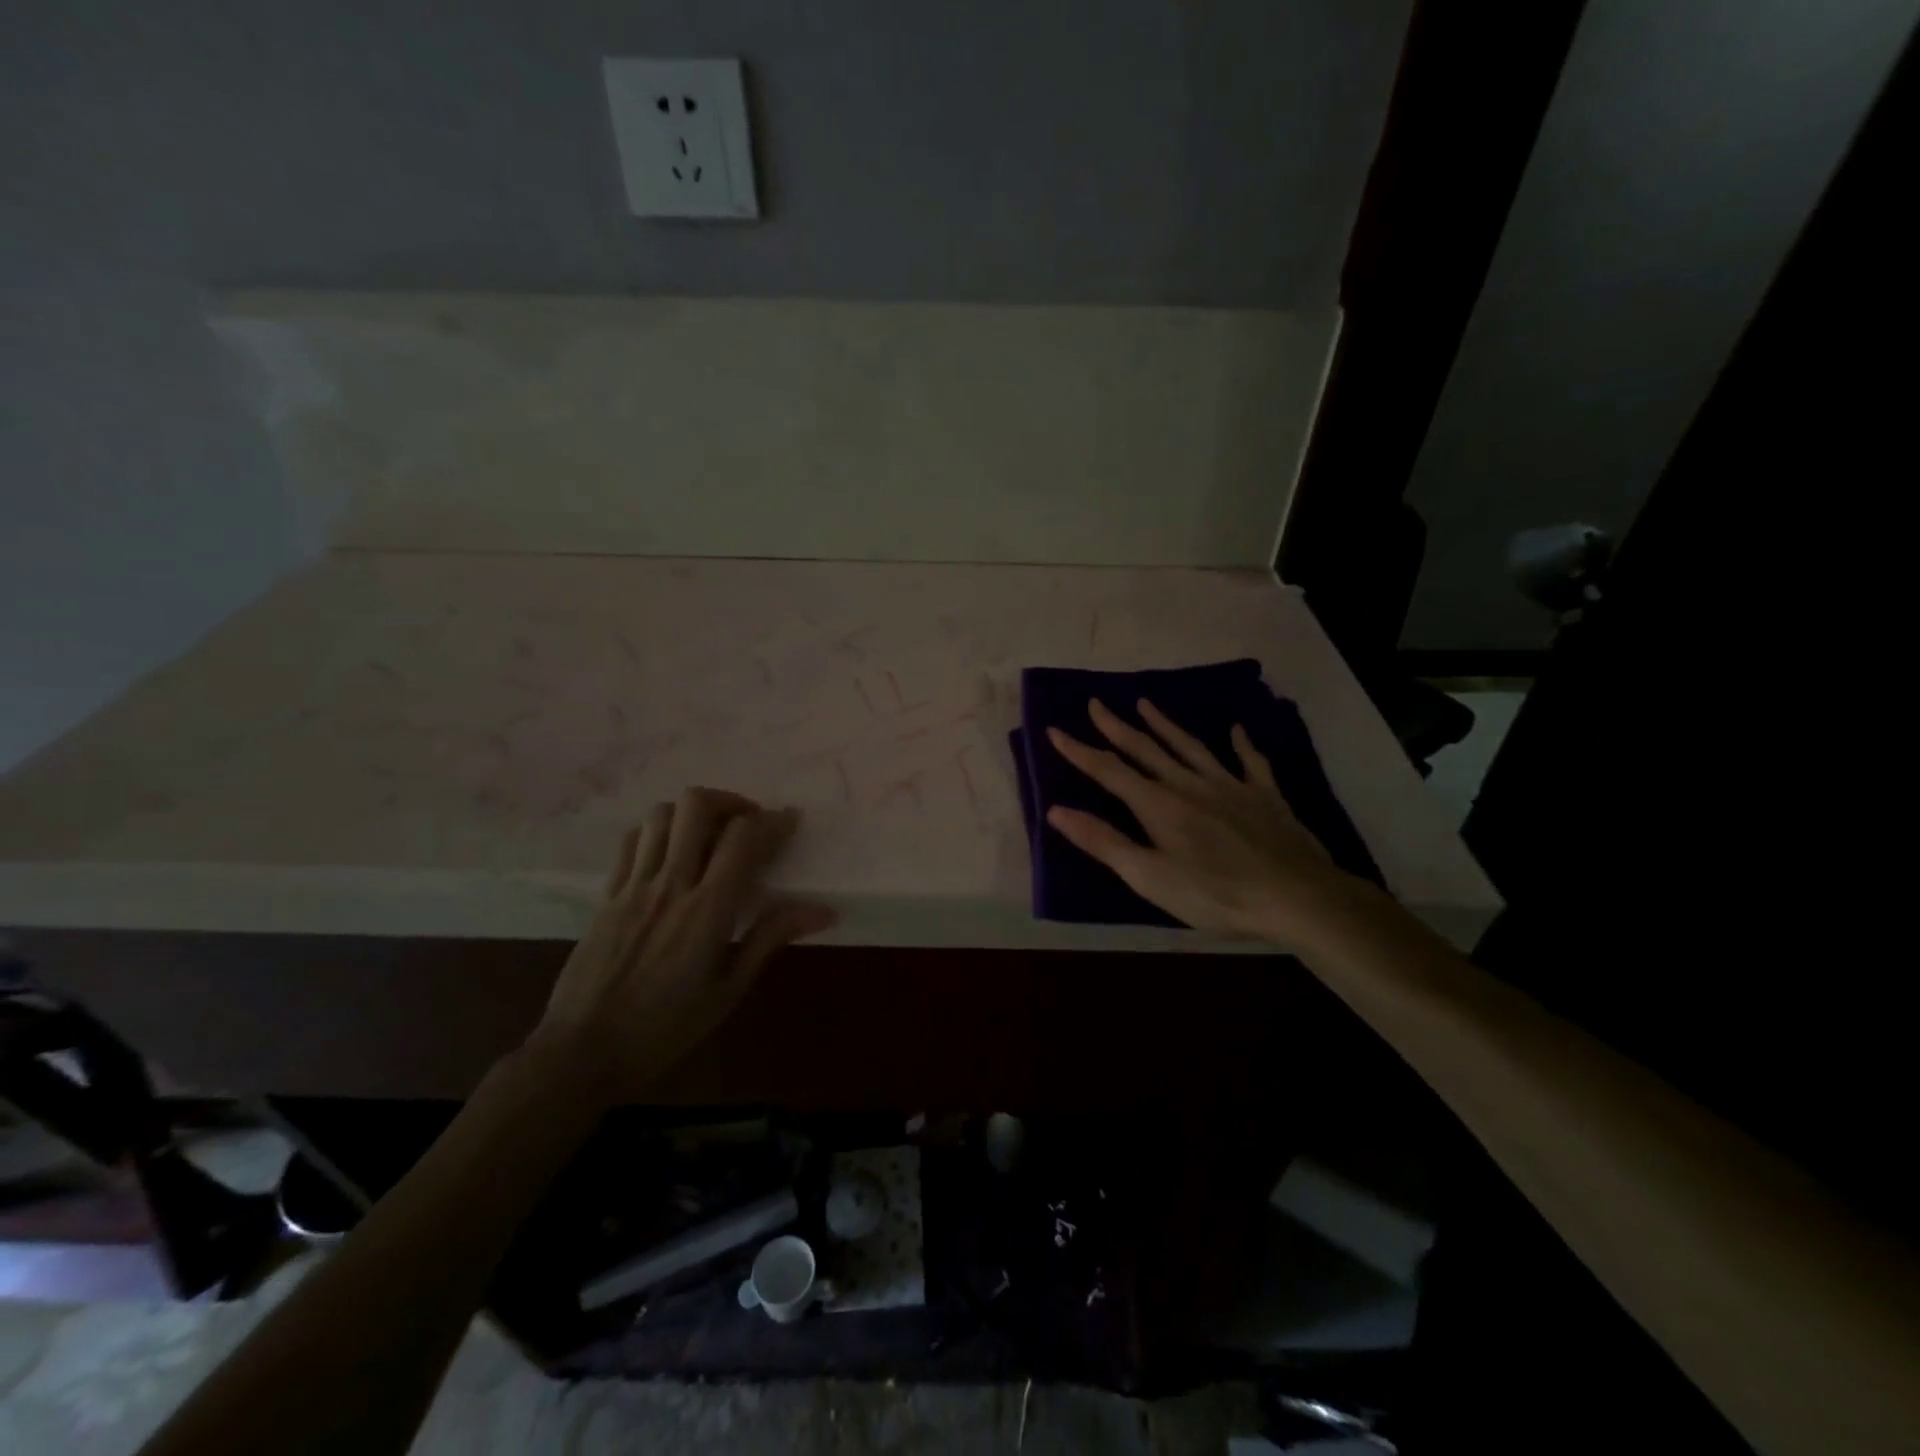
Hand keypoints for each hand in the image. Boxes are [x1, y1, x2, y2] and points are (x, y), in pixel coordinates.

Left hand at [528, 788, 834, 1105]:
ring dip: (691, 814)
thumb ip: (769, 938)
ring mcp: (633, 885)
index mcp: (708, 909)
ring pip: (661, 815)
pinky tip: (669, 853)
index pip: (743, 838)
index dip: (772, 821)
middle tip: (745, 824)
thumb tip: (821, 909)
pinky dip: (656, 832)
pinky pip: (631, 840)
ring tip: (708, 835)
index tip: (789, 822)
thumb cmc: (665, 1028)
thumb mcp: (728, 990)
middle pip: (696, 806)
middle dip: (729, 802)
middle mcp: (670, 884)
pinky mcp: (607, 894)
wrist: (582, 1053)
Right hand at [1045, 699, 1371, 944]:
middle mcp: (1189, 784)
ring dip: (1165, 725)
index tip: (1055, 730)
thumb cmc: (1214, 893)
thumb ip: (1103, 842)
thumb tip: (1056, 811)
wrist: (1295, 896)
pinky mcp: (1264, 795)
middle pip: (1146, 749)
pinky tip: (1237, 730)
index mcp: (1158, 804)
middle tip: (1096, 704)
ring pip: (1190, 747)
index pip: (1109, 771)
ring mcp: (1230, 785)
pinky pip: (1250, 762)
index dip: (1079, 751)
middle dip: (1116, 727)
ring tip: (1146, 704)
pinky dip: (1241, 744)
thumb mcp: (1149, 876)